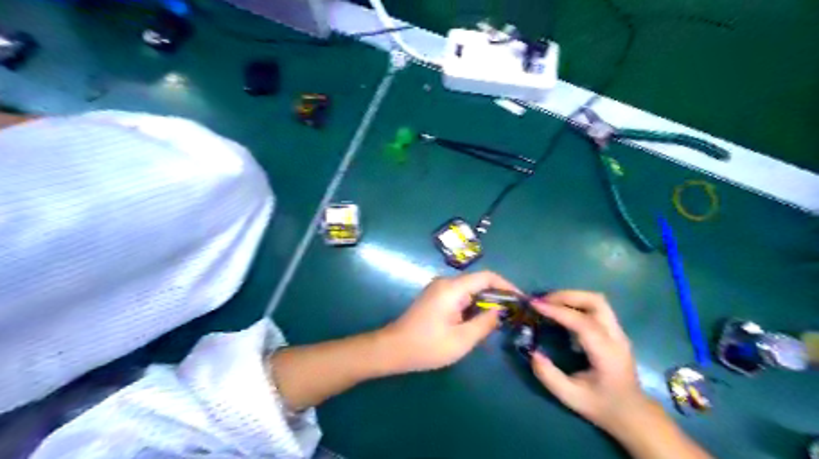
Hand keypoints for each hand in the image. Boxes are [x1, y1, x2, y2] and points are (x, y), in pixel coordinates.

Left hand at [378, 270, 517, 373]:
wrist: (393, 349)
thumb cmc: (427, 346)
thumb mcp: (462, 339)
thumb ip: (485, 323)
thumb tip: (500, 311)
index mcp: (453, 288)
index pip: (487, 277)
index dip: (506, 286)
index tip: (520, 300)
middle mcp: (446, 282)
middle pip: (478, 282)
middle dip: (496, 297)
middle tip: (511, 315)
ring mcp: (438, 289)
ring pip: (470, 290)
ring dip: (484, 303)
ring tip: (497, 322)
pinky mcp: (435, 297)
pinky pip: (460, 296)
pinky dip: (472, 306)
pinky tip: (477, 323)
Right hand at [525, 293, 654, 431]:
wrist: (633, 414)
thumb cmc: (602, 406)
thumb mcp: (571, 398)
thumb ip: (549, 376)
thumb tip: (533, 352)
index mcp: (607, 354)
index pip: (584, 323)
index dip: (558, 311)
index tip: (536, 305)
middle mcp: (616, 337)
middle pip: (596, 302)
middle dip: (567, 296)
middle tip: (543, 301)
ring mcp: (618, 332)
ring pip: (597, 301)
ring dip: (572, 297)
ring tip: (550, 303)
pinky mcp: (614, 331)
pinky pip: (596, 308)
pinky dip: (577, 303)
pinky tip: (562, 312)